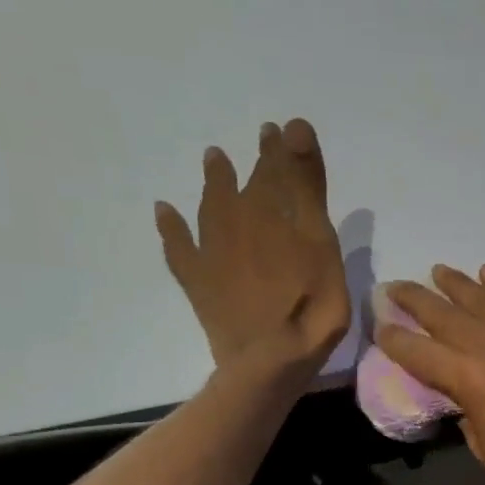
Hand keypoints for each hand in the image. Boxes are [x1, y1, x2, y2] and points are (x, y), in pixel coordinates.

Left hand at [155, 119, 349, 374]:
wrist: (268, 359)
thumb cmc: (309, 305)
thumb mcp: (320, 243)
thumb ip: (306, 187)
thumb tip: (292, 125)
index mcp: (269, 212)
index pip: (277, 171)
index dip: (281, 150)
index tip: (283, 130)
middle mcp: (235, 222)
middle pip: (247, 186)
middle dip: (257, 163)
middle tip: (262, 140)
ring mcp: (211, 252)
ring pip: (211, 206)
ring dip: (215, 182)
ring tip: (214, 159)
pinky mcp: (198, 281)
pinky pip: (178, 247)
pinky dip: (171, 227)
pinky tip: (164, 212)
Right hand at [378, 266, 484, 484]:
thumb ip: (469, 411)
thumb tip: (464, 395)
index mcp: (470, 378)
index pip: (422, 352)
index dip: (397, 341)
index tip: (381, 326)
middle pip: (448, 315)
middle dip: (417, 300)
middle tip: (396, 287)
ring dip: (459, 284)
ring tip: (439, 271)